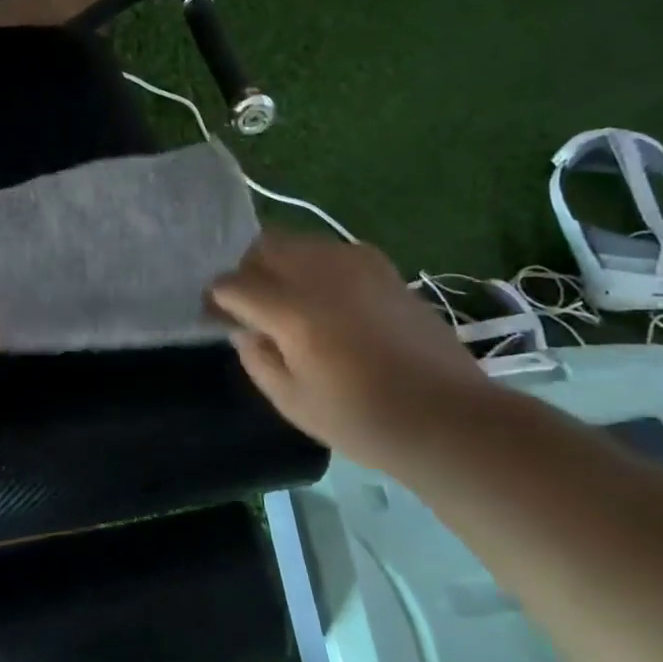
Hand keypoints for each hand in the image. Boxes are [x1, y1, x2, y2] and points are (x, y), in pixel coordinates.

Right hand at [209, 230, 492, 467]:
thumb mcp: (292, 402)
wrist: (447, 416)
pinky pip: (331, 250)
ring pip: (298, 241)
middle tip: (249, 305)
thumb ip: (257, 358)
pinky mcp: (383, 267)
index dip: (217, 299)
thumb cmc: (363, 419)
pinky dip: (314, 265)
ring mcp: (356, 264)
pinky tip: (325, 299)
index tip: (215, 317)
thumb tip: (243, 329)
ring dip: (280, 263)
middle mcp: (320, 273)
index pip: (234, 284)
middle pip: (264, 247)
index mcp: (292, 310)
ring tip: (285, 299)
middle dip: (246, 270)